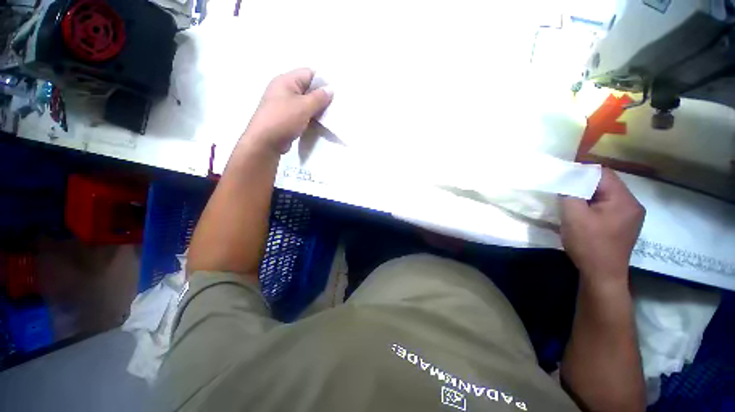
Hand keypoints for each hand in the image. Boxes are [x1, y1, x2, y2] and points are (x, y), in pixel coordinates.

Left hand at [242, 68, 331, 153]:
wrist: (265, 142)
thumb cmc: (284, 120)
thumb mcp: (304, 107)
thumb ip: (319, 97)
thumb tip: (330, 89)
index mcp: (286, 80)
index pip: (309, 73)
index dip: (323, 82)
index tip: (334, 94)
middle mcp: (284, 89)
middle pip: (307, 88)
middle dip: (321, 97)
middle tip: (334, 106)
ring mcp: (284, 104)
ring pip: (305, 102)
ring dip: (316, 108)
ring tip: (328, 116)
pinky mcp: (286, 117)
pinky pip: (301, 113)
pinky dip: (310, 117)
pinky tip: (319, 123)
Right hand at [559, 168, 644, 284]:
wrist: (602, 275)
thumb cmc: (588, 244)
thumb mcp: (573, 216)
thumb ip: (570, 194)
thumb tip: (565, 181)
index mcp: (624, 200)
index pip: (603, 174)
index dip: (582, 172)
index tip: (562, 177)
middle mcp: (633, 205)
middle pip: (607, 184)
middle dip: (584, 185)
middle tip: (564, 190)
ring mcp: (631, 216)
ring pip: (607, 196)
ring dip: (588, 196)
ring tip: (571, 202)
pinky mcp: (625, 225)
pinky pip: (609, 207)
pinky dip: (594, 206)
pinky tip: (583, 214)